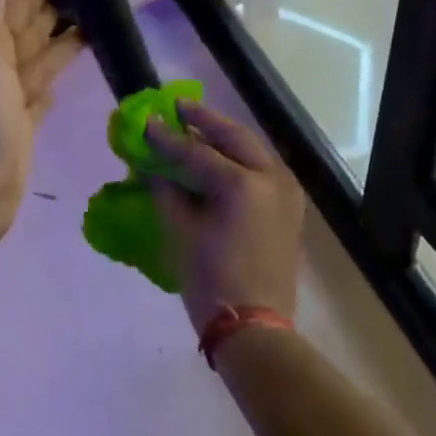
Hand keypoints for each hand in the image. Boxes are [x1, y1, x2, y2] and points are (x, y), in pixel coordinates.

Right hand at [146, 101, 306, 335]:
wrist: (254, 327)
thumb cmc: (211, 280)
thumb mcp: (181, 231)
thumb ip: (167, 190)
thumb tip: (154, 165)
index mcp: (243, 184)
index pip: (196, 152)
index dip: (167, 137)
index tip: (146, 121)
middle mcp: (271, 178)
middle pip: (234, 138)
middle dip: (205, 121)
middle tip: (178, 108)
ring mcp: (286, 192)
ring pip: (253, 149)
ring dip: (224, 136)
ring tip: (196, 127)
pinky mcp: (289, 207)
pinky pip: (262, 168)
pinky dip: (239, 157)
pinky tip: (219, 157)